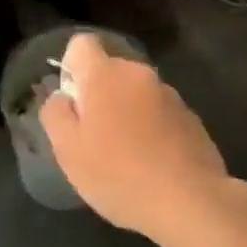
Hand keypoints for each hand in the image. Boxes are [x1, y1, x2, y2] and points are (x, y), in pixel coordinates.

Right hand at [38, 33, 228, 239]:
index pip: (82, 44)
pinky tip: (152, 164)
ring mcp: (169, 94)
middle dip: (99, 95)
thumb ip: (55, 114)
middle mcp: (138, 74)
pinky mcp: (190, 116)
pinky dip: (151, 128)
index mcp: (105, 74)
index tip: (72, 102)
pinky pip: (159, 112)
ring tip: (125, 156)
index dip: (71, 66)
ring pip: (135, 93)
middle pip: (109, 71)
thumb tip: (60, 97)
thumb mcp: (68, 150)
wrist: (190, 202)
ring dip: (126, 113)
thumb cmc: (119, 174)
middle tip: (94, 138)